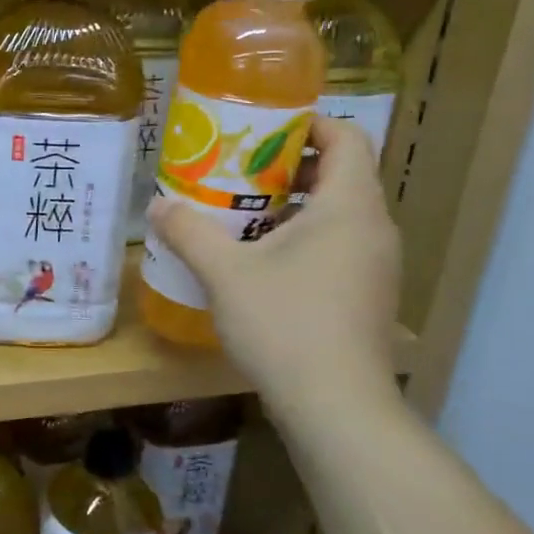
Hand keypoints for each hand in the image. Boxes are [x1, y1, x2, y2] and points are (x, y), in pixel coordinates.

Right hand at [147, 116, 400, 418]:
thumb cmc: (286, 324)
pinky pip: (338, 247)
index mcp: (349, 206)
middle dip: (288, 167)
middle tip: (237, 172)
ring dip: (293, 207)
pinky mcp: (369, 297)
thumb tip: (157, 205)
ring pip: (338, 214)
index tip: (262, 130)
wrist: (337, 408)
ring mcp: (376, 266)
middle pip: (341, 174)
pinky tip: (261, 264)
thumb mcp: (225, 273)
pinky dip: (304, 240)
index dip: (309, 124)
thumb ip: (189, 232)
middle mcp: (373, 228)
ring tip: (240, 216)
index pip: (348, 137)